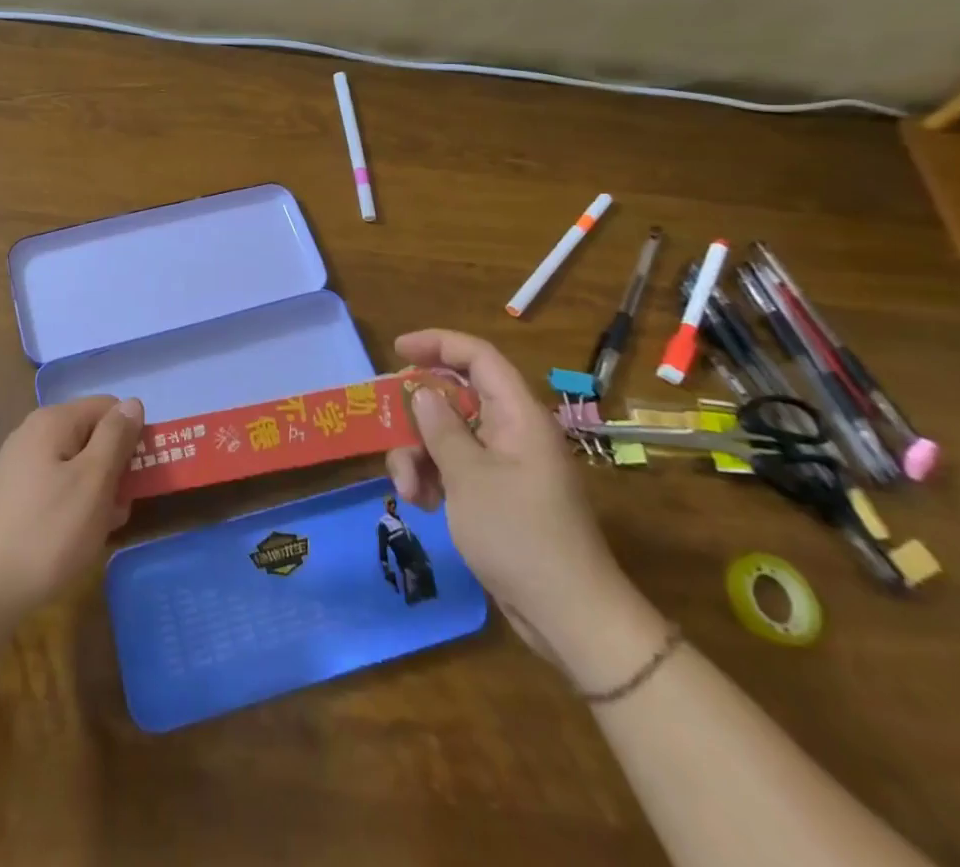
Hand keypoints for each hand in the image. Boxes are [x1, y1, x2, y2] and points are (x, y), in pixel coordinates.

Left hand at [0, 395, 143, 628]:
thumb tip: (133, 403)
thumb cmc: (46, 532)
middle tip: (120, 508)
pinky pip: (57, 488)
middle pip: (92, 436)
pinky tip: (76, 540)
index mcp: (53, 421)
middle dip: (115, 468)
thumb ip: (116, 437)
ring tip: (101, 530)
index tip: (139, 475)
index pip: (109, 407)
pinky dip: (74, 507)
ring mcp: (20, 466)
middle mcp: (33, 433)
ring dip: (97, 493)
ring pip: (76, 466)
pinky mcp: (13, 497)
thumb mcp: (93, 481)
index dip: (131, 436)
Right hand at [385, 330, 648, 668]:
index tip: (397, 349)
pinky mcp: (497, 494)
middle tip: (391, 434)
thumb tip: (423, 392)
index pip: (478, 357)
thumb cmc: (519, 535)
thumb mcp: (468, 477)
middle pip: (456, 398)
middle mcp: (513, 431)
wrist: (568, 616)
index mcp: (518, 416)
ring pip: (449, 435)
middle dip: (418, 417)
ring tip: (408, 491)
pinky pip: (456, 467)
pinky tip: (422, 505)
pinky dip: (433, 478)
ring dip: (419, 456)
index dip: (438, 343)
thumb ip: (441, 428)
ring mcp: (505, 465)